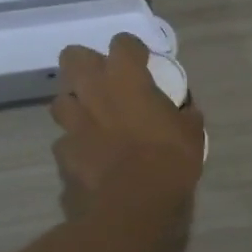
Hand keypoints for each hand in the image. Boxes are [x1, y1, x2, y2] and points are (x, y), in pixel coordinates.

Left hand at [51, 34, 204, 216]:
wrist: (131, 207)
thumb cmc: (169, 162)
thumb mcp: (191, 135)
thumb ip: (184, 117)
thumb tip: (186, 113)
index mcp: (127, 80)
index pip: (122, 43)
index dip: (131, 50)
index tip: (141, 62)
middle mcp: (93, 92)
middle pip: (73, 57)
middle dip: (85, 65)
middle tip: (104, 83)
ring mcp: (72, 124)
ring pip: (60, 100)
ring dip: (74, 106)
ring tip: (91, 120)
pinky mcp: (62, 154)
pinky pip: (64, 142)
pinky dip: (75, 147)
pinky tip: (89, 159)